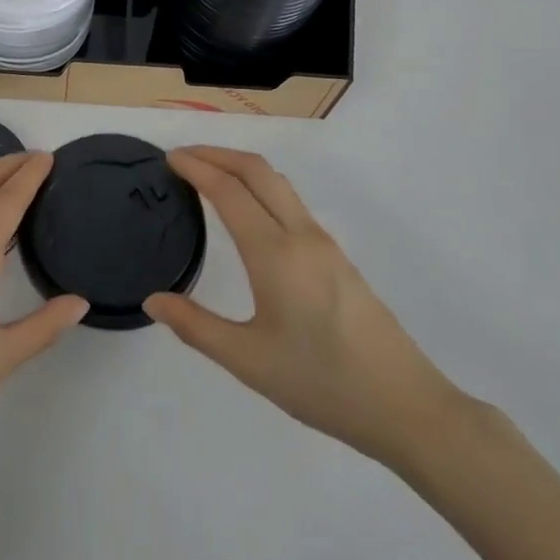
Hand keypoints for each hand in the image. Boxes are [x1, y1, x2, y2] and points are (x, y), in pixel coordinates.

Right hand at [143, 146, 461, 468]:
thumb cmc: (322, 383)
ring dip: (241, 167)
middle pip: (257, 170)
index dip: (196, 167)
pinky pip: (291, 202)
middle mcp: (301, 235)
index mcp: (275, 253)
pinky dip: (260, 187)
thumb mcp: (249, 361)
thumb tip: (153, 301)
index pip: (228, 190)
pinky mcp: (337, 257)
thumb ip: (196, 327)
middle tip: (183, 157)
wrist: (406, 406)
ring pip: (278, 183)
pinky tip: (248, 213)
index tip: (168, 158)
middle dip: (218, 153)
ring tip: (209, 176)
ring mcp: (324, 243)